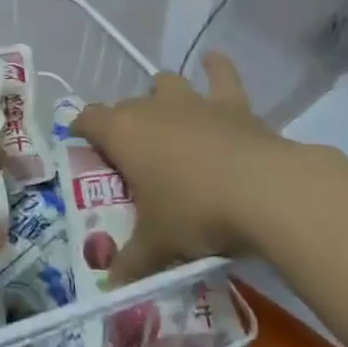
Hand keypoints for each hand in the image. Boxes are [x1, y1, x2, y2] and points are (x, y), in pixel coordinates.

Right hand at [73, 52, 343, 284]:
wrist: (265, 192)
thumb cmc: (196, 213)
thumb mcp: (158, 244)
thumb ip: (132, 261)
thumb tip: (112, 285)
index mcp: (123, 133)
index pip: (88, 119)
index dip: (82, 129)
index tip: (82, 144)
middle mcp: (151, 108)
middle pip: (126, 105)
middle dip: (124, 124)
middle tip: (132, 156)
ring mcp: (192, 101)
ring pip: (166, 83)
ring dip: (163, 95)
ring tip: (167, 114)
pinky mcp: (232, 103)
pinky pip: (221, 75)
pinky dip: (216, 68)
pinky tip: (213, 61)